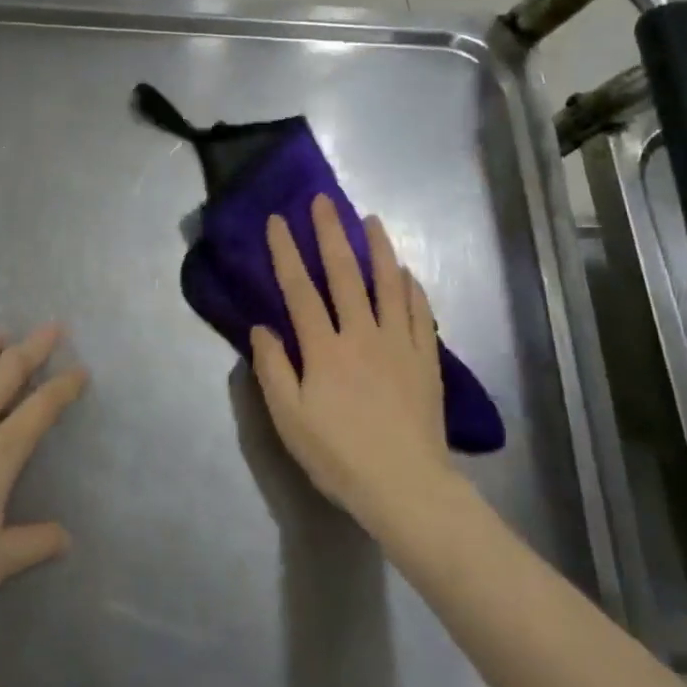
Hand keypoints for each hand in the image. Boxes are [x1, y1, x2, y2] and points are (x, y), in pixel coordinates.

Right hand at [250, 196, 456, 535]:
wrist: (405, 486)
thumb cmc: (338, 455)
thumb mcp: (289, 419)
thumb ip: (273, 369)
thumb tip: (262, 327)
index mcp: (325, 348)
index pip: (300, 289)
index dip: (286, 252)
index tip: (278, 220)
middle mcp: (362, 334)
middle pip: (345, 273)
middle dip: (331, 233)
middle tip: (324, 200)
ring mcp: (398, 343)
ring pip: (388, 284)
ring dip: (378, 248)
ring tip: (371, 219)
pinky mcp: (425, 358)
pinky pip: (418, 312)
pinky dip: (410, 287)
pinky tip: (405, 272)